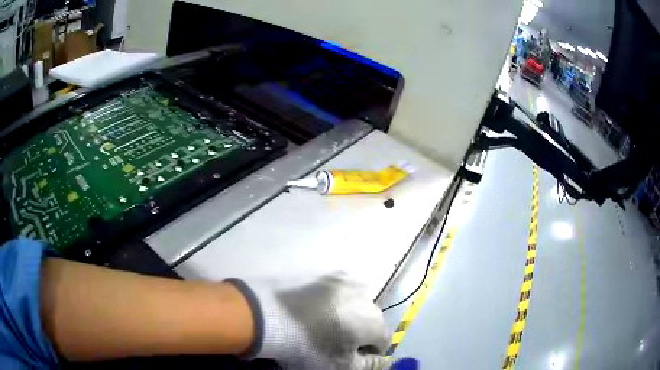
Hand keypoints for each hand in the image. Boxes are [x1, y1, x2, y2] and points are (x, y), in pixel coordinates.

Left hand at [227, 275, 391, 369]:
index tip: (350, 357)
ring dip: (345, 314)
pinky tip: (311, 311)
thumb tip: (381, 360)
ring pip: (352, 303)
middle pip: (369, 319)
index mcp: (373, 319)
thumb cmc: (308, 346)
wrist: (267, 315)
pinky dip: (329, 302)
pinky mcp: (320, 274)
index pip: (383, 339)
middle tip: (334, 342)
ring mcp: (341, 280)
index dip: (369, 352)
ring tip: (322, 325)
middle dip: (358, 331)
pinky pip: (333, 292)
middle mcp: (364, 295)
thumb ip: (369, 365)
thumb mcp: (341, 366)